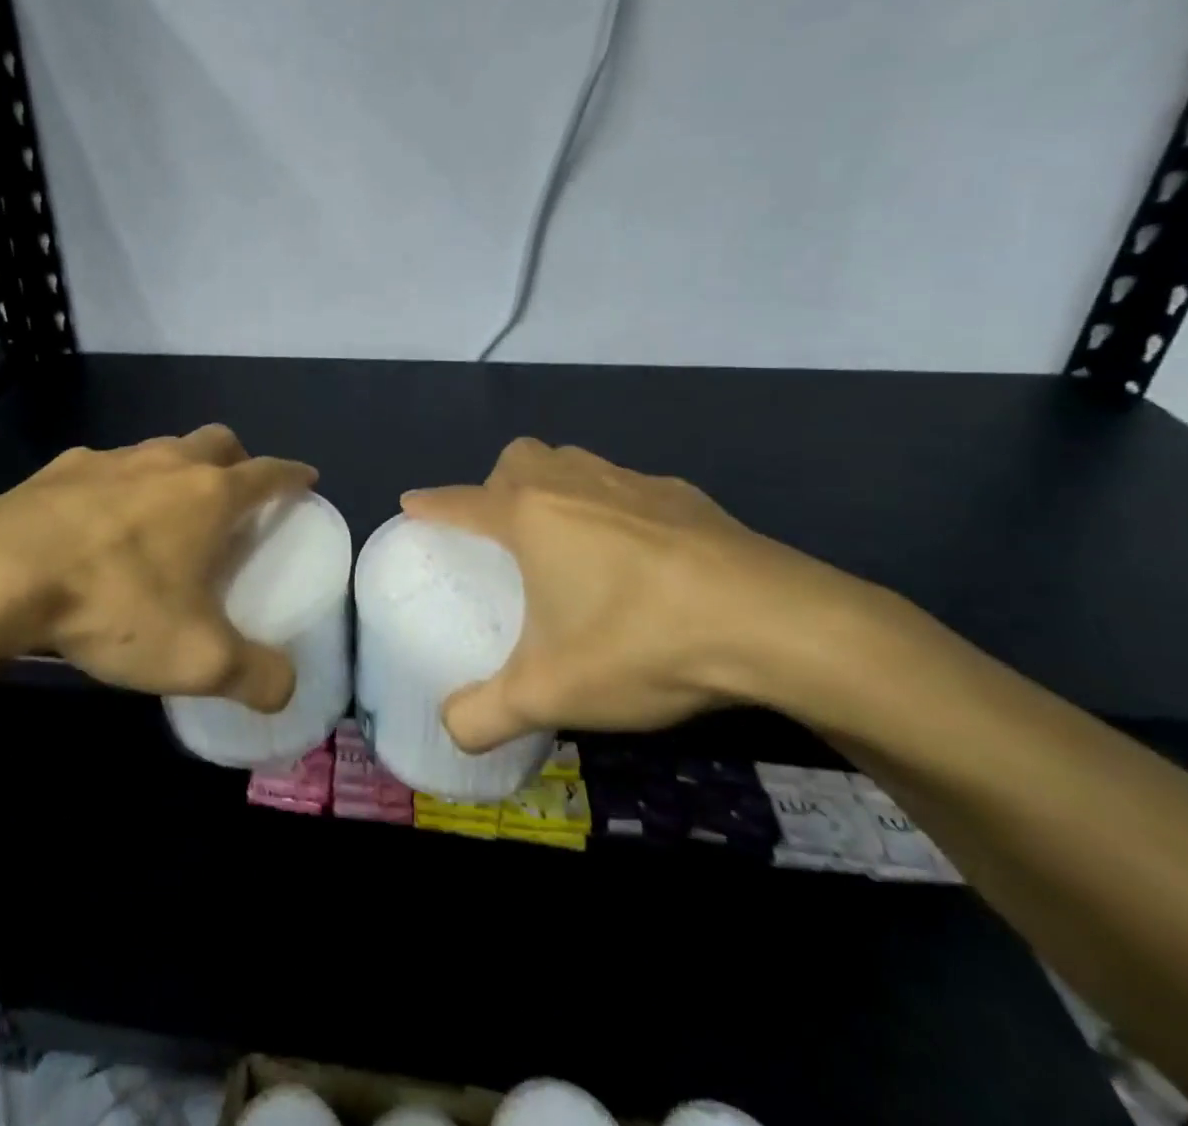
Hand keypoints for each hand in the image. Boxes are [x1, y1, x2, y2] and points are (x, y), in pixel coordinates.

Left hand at [0, 424, 316, 708]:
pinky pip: (104, 467)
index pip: (269, 472)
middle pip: (217, 441)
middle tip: (235, 494)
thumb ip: (254, 676)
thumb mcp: (196, 658)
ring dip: (176, 469)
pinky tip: (98, 522)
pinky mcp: (59, 469)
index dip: (293, 475)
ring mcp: (110, 459)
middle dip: (236, 459)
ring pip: (160, 448)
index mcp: (210, 495)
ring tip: (166, 510)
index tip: (306, 478)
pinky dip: (118, 485)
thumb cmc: (114, 604)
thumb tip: (286, 690)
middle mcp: (166, 463)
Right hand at [402, 438, 884, 748]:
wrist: (775, 623)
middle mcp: (575, 485)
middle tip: (506, 533)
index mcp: (531, 516)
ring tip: (568, 540)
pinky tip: (640, 557)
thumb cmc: (641, 642)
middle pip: (520, 458)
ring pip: (575, 462)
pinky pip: (629, 487)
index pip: (462, 501)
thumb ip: (485, 714)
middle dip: (499, 483)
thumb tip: (449, 730)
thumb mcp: (551, 693)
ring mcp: (634, 483)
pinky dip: (615, 508)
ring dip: (556, 486)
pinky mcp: (686, 497)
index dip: (432, 503)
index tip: (412, 503)